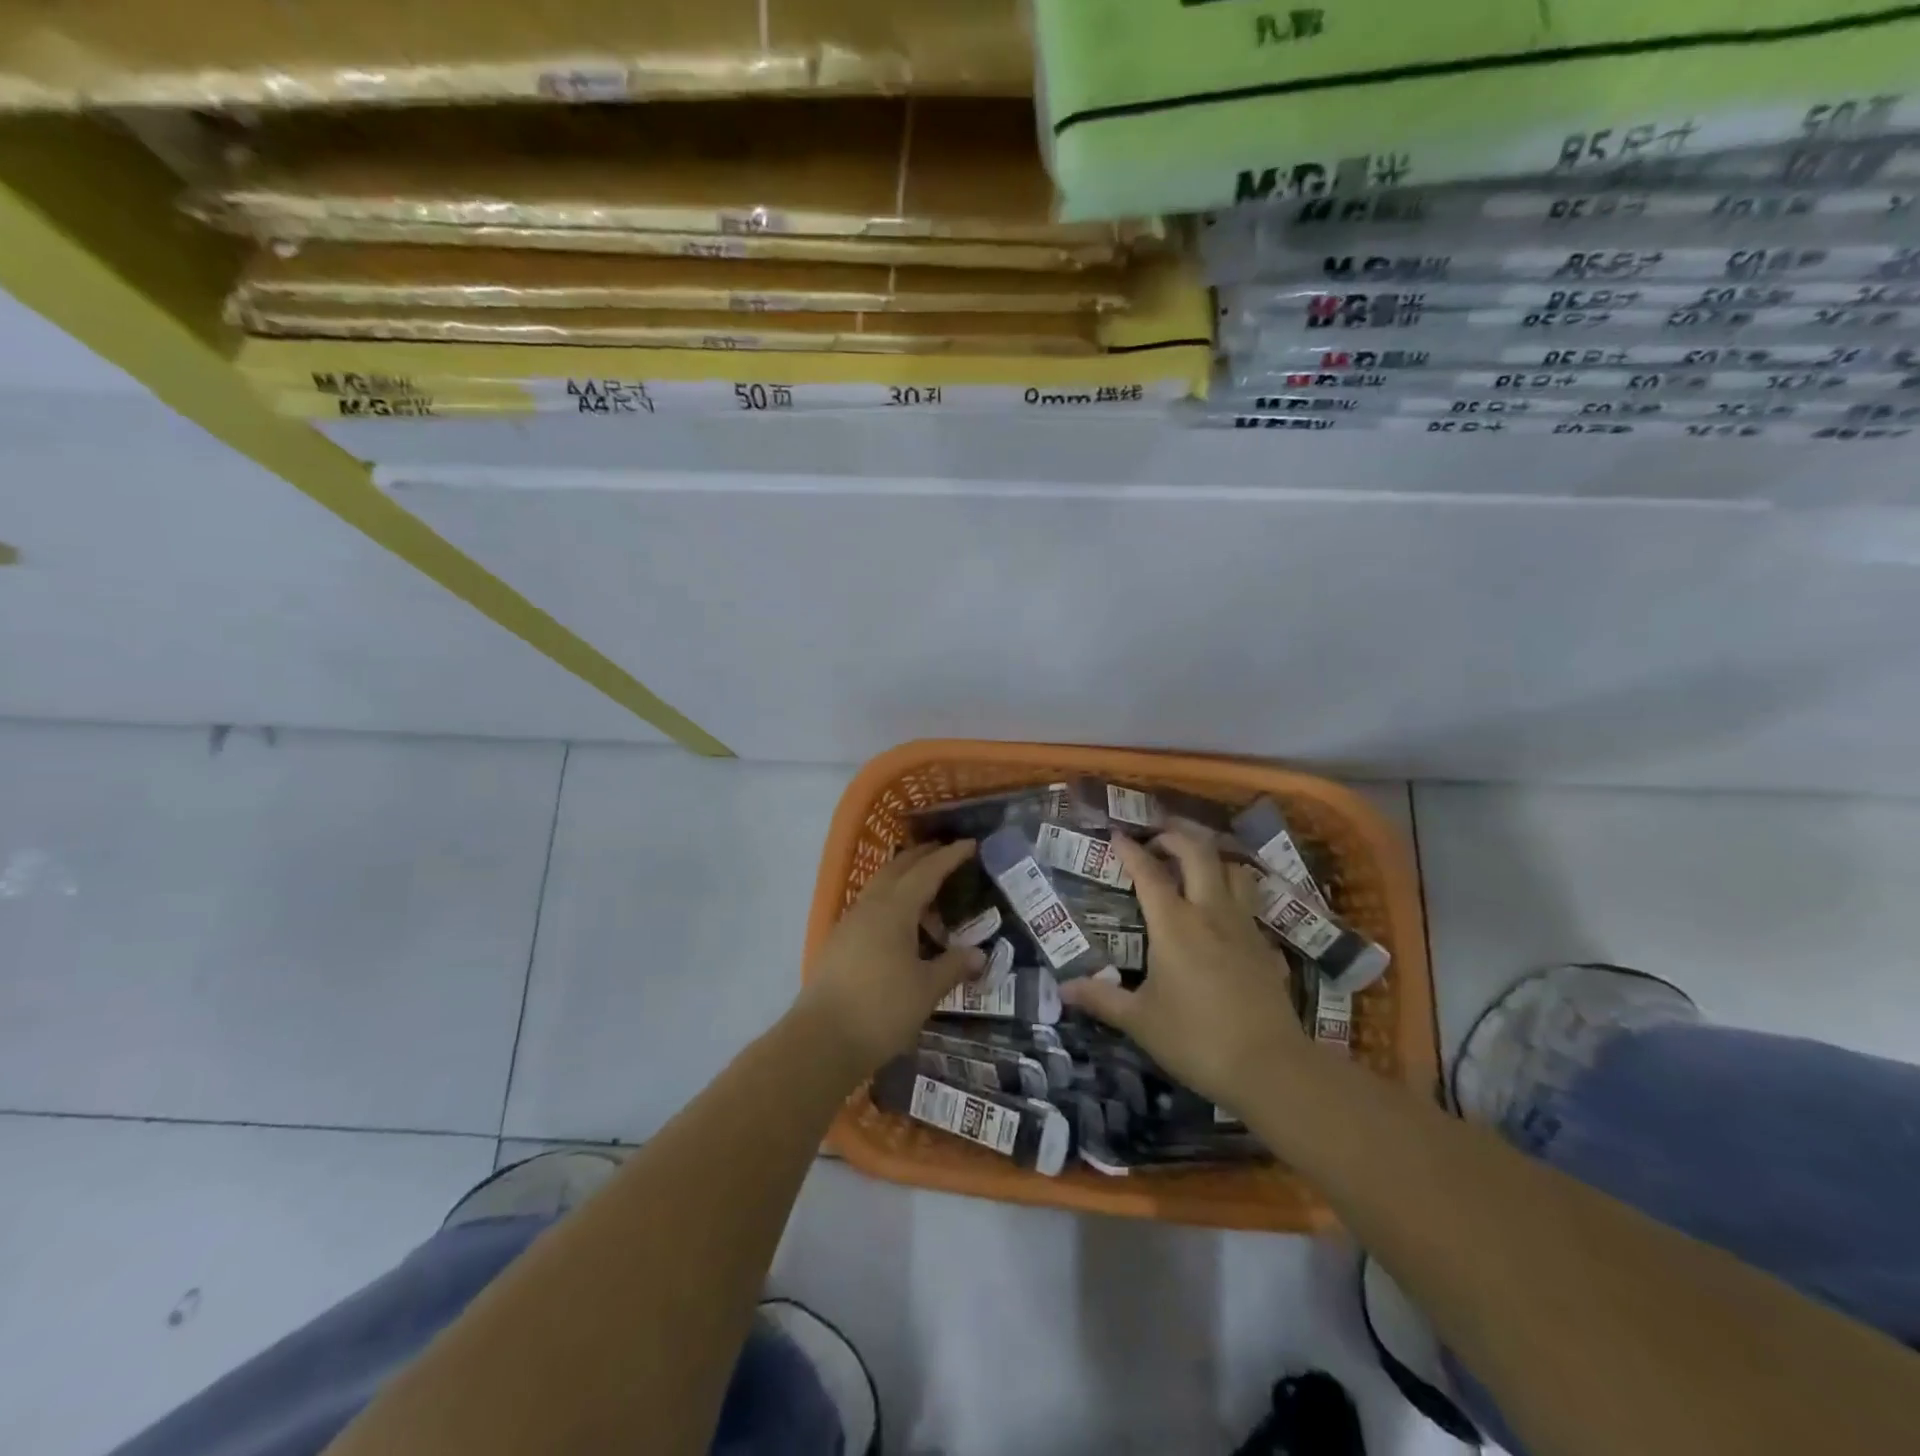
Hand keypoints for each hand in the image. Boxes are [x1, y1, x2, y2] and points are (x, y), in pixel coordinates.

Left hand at [796, 841, 985, 1078]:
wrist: (821, 1041)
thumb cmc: (881, 1009)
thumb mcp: (926, 989)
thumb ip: (953, 966)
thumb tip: (979, 953)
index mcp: (894, 909)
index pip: (927, 872)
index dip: (950, 857)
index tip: (970, 844)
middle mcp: (870, 906)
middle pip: (898, 869)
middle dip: (922, 857)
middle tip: (946, 853)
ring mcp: (849, 923)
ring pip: (880, 887)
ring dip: (904, 880)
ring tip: (928, 891)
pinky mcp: (839, 943)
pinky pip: (870, 908)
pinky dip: (891, 903)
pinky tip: (901, 926)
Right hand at [1058, 831, 1306, 1109]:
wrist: (1270, 1068)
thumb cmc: (1196, 1039)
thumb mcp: (1140, 1021)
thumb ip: (1101, 998)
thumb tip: (1063, 988)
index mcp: (1174, 924)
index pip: (1149, 873)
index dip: (1131, 850)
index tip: (1117, 835)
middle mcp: (1211, 913)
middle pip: (1199, 854)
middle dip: (1176, 838)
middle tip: (1157, 839)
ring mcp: (1244, 927)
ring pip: (1235, 871)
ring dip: (1213, 860)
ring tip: (1195, 867)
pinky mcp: (1266, 947)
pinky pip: (1251, 907)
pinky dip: (1236, 897)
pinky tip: (1227, 917)